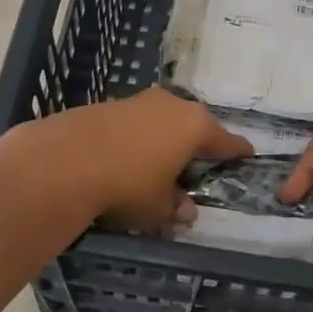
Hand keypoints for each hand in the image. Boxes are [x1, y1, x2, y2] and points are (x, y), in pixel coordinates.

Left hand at [50, 88, 251, 233]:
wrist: (65, 160)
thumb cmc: (128, 185)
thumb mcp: (158, 208)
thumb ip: (176, 207)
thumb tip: (187, 211)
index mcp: (194, 127)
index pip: (225, 141)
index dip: (237, 151)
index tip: (247, 154)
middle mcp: (171, 105)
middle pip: (193, 125)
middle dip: (196, 143)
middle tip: (197, 164)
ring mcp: (139, 101)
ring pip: (162, 121)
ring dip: (163, 139)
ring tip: (157, 163)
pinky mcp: (108, 104)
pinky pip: (134, 123)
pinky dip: (137, 138)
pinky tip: (125, 158)